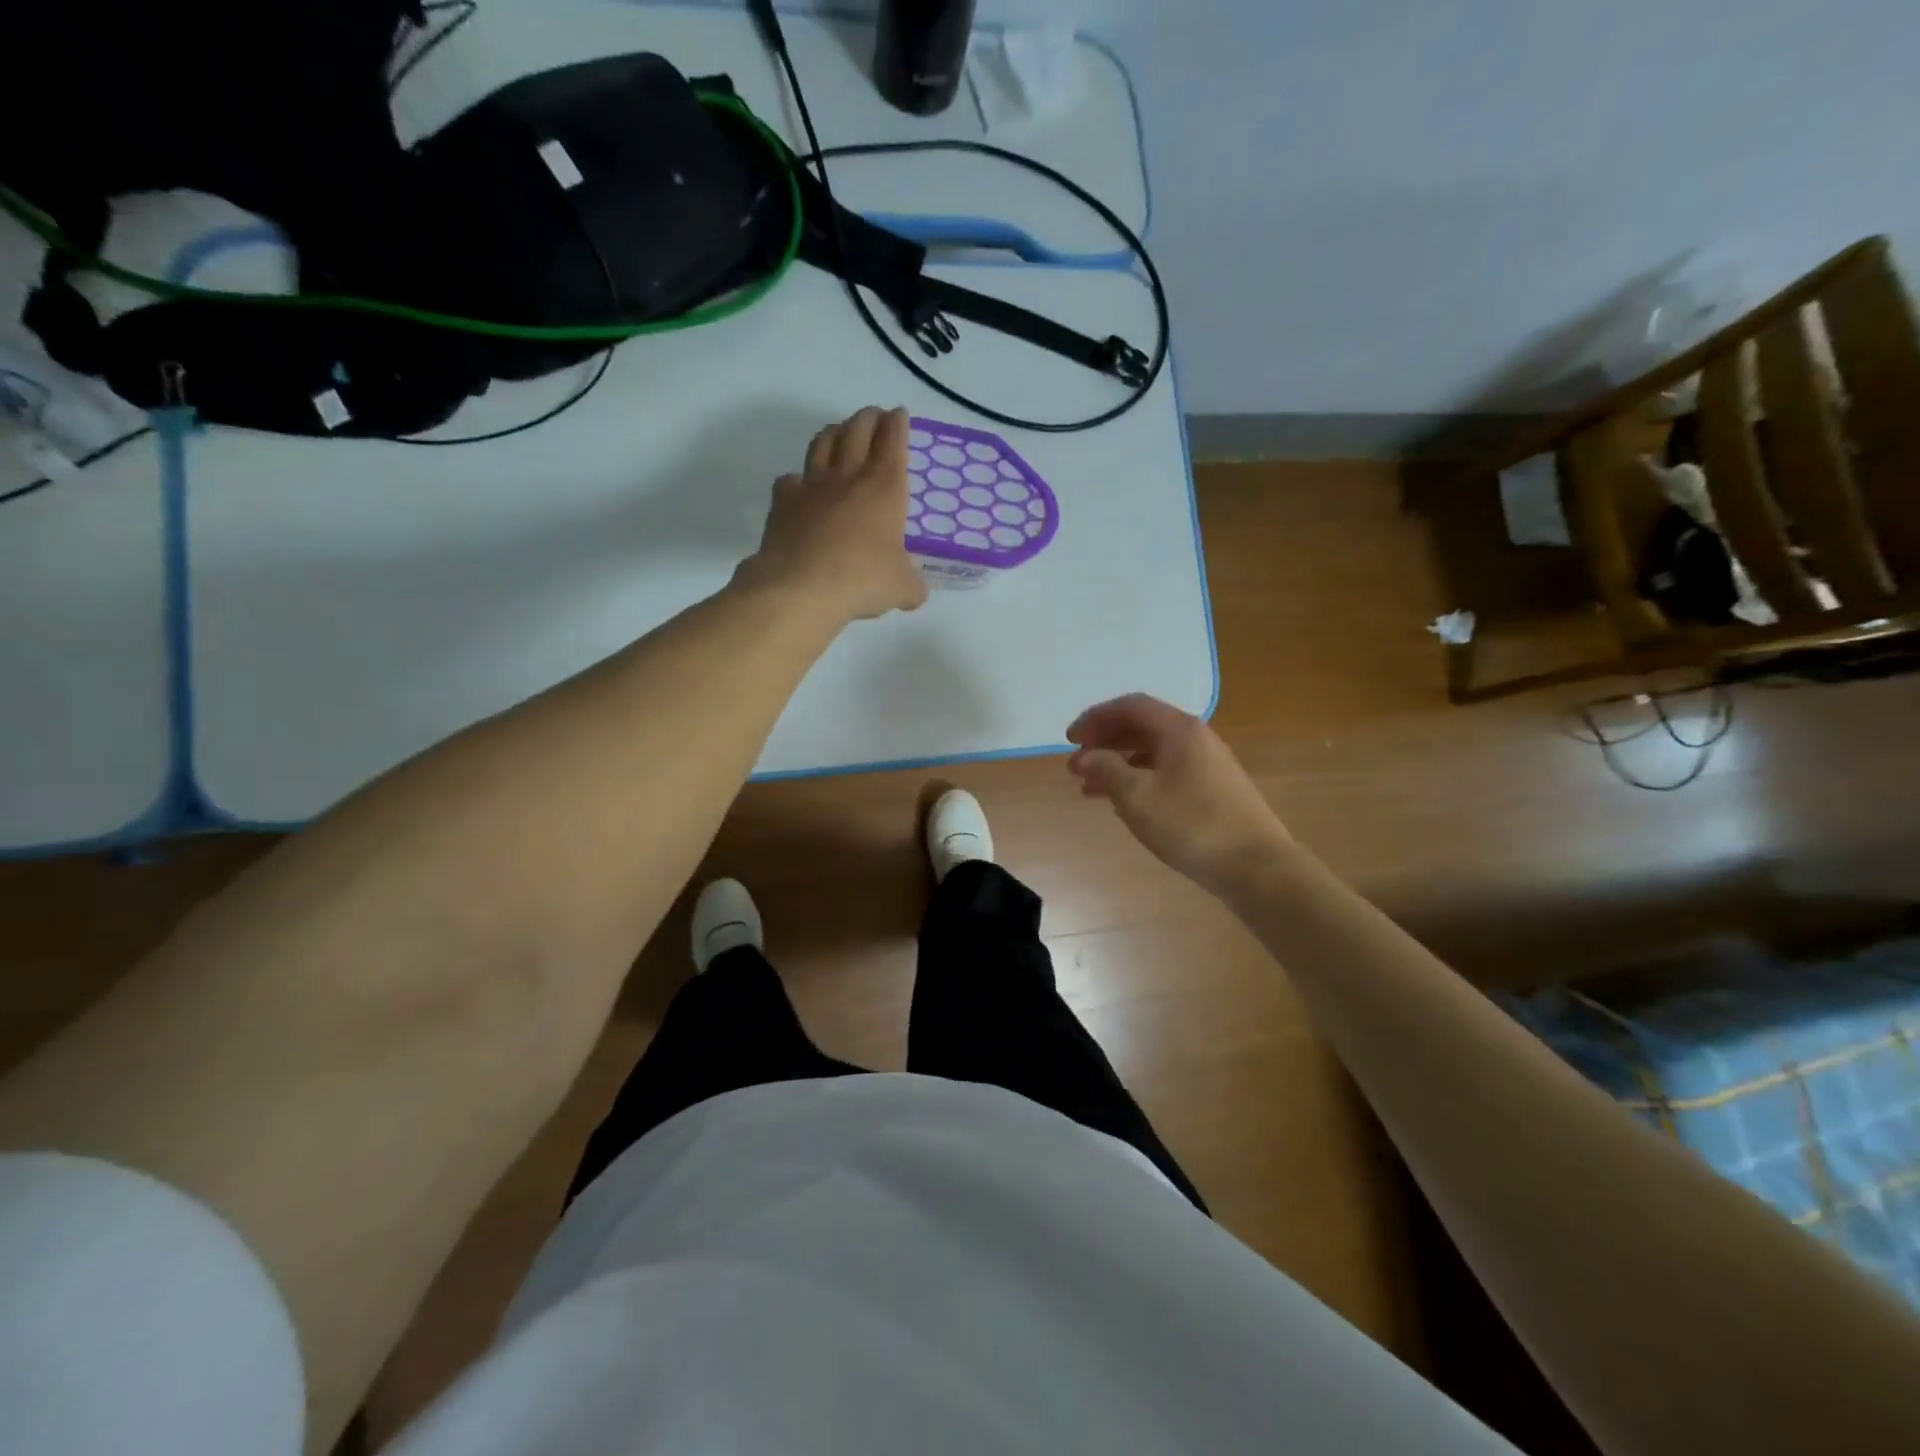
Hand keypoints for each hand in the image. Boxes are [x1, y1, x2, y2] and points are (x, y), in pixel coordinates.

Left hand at [738, 406, 929, 621]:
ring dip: (834, 432)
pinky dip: (798, 478)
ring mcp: (812, 485)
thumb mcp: (901, 587)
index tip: (899, 415)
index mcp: (884, 487)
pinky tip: (801, 485)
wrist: (802, 587)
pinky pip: (790, 479)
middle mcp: (848, 476)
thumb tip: (916, 593)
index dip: (897, 424)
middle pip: (857, 430)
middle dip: (868, 418)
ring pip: (823, 443)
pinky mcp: (783, 502)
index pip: (893, 440)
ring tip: (840, 433)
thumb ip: (912, 585)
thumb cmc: (862, 579)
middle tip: (874, 417)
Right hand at [1066, 694, 1290, 892]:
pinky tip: (1125, 803)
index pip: (1130, 706)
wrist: (1256, 866)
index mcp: (1178, 729)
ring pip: (1153, 752)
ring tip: (1091, 789)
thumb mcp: (1138, 797)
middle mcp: (1195, 738)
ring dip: (1119, 764)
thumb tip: (1085, 757)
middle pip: (1142, 726)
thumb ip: (1106, 771)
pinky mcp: (1213, 788)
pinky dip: (1139, 779)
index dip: (1095, 718)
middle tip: (1076, 765)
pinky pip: (1167, 771)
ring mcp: (1208, 763)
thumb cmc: (1191, 825)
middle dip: (1105, 742)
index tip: (1070, 739)